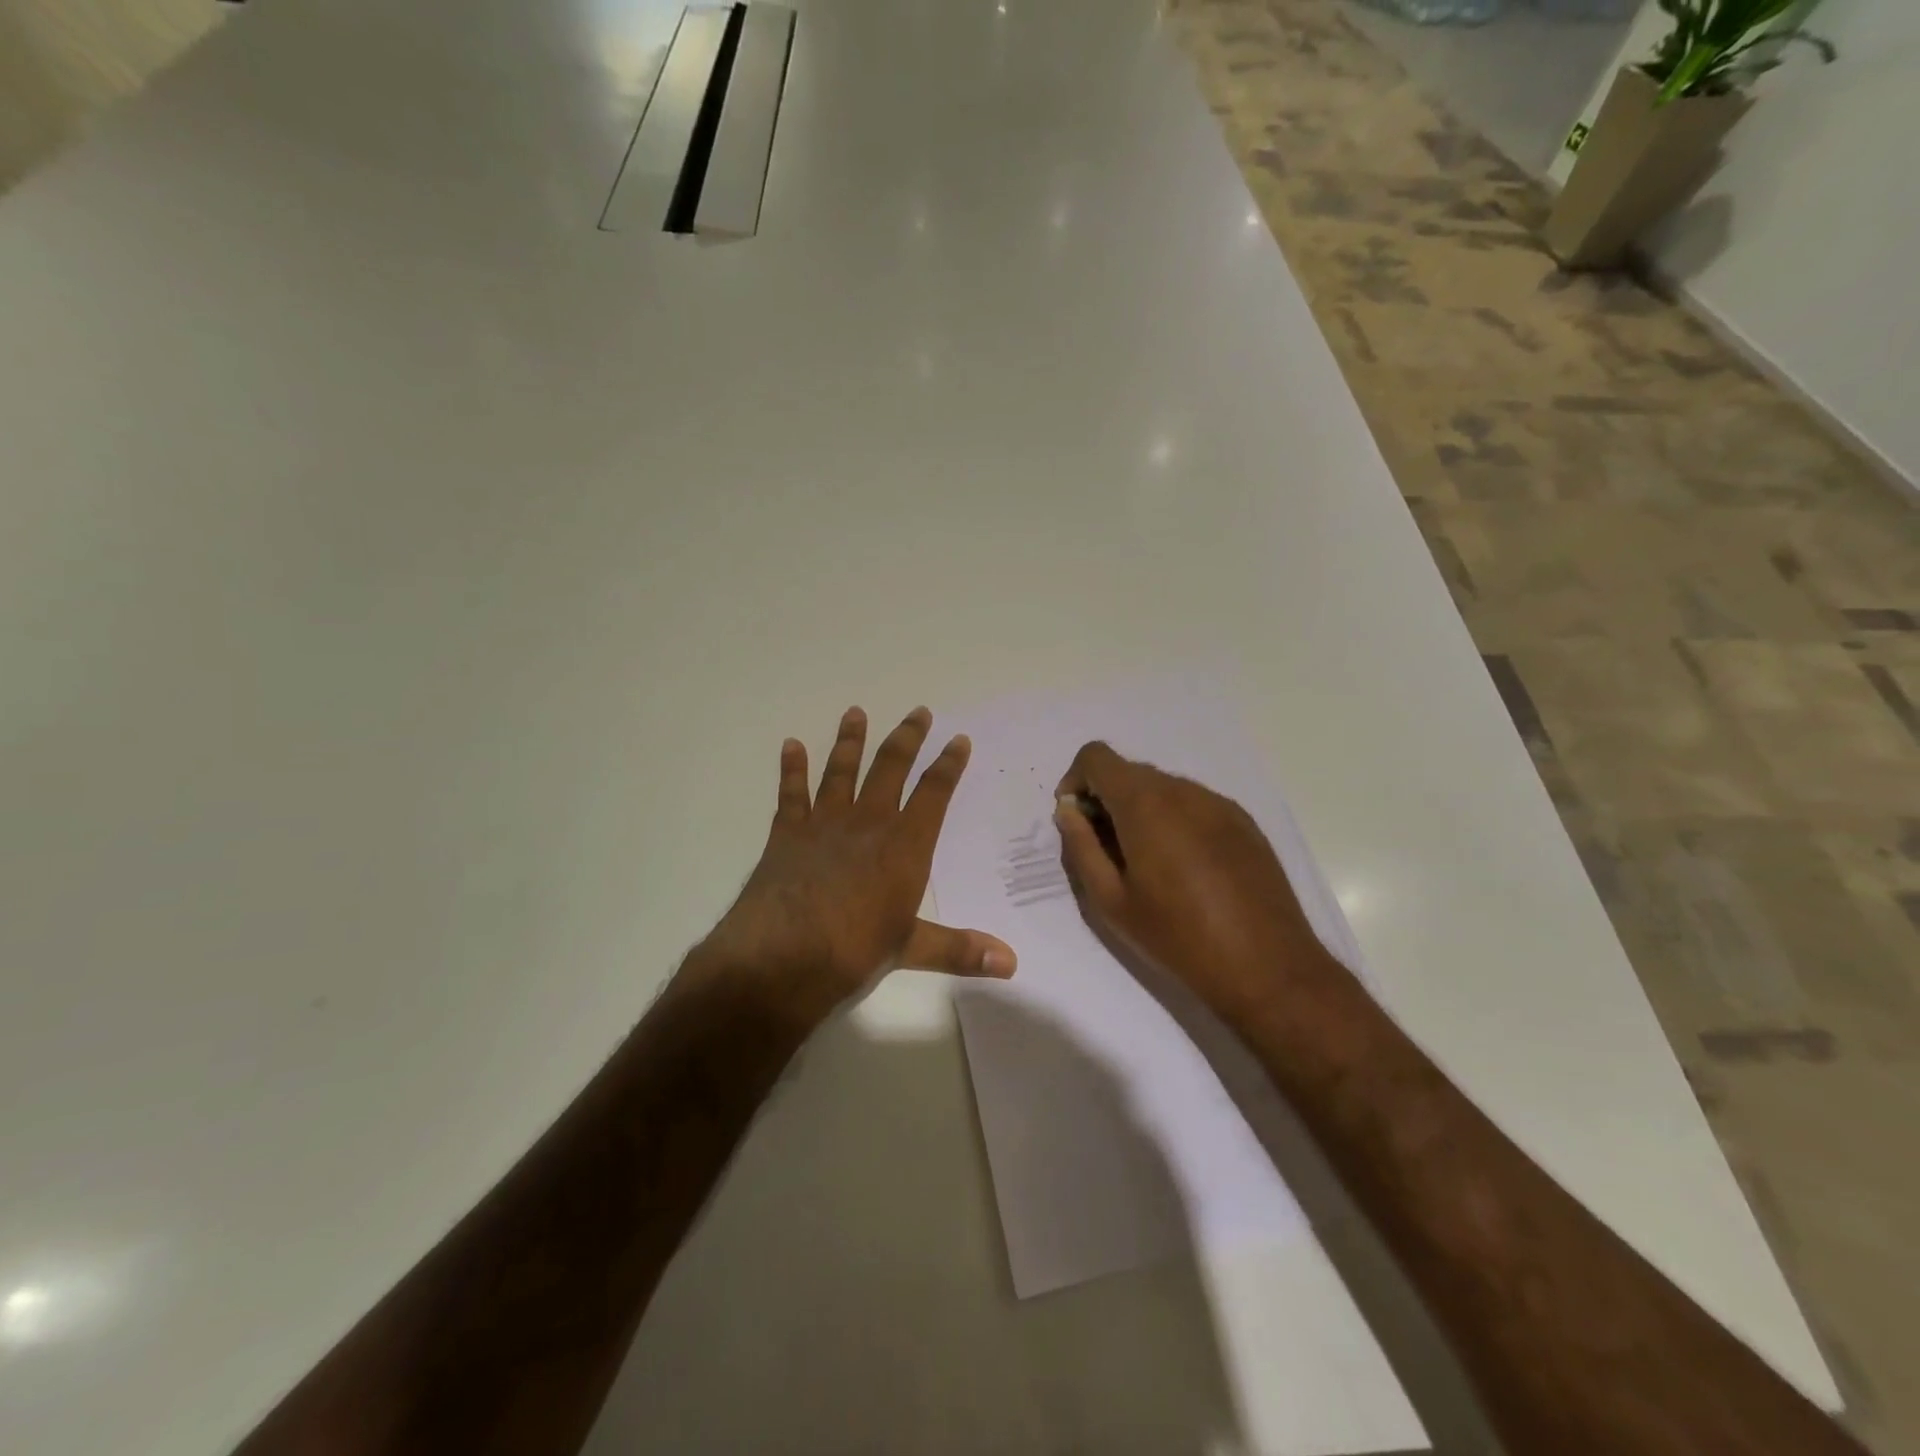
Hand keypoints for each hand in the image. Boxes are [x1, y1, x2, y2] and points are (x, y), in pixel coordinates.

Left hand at [696, 707, 1016, 1023]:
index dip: (949, 765)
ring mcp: (825, 823)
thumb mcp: (913, 950)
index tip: (958, 739)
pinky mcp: (787, 833)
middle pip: (890, 768)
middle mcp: (868, 823)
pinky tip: (792, 745)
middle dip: (907, 738)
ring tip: (856, 712)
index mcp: (905, 845)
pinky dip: (792, 768)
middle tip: (919, 712)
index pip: (934, 793)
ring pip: (841, 770)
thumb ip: (961, 950)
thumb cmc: (855, 951)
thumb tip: (1011, 964)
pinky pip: (791, 792)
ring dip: (850, 740)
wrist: (783, 956)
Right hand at [1054, 741, 1338, 1018]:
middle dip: (1107, 799)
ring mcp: (1219, 803)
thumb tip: (1068, 812)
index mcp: (1145, 804)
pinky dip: (1174, 820)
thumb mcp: (1111, 902)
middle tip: (1106, 851)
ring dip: (1142, 811)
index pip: (1097, 757)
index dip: (1076, 780)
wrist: (1267, 967)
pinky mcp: (1244, 822)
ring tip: (1147, 864)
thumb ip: (1081, 848)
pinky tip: (1185, 869)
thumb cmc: (1178, 937)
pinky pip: (1194, 804)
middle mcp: (1183, 790)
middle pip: (1130, 772)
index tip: (1076, 820)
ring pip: (1163, 788)